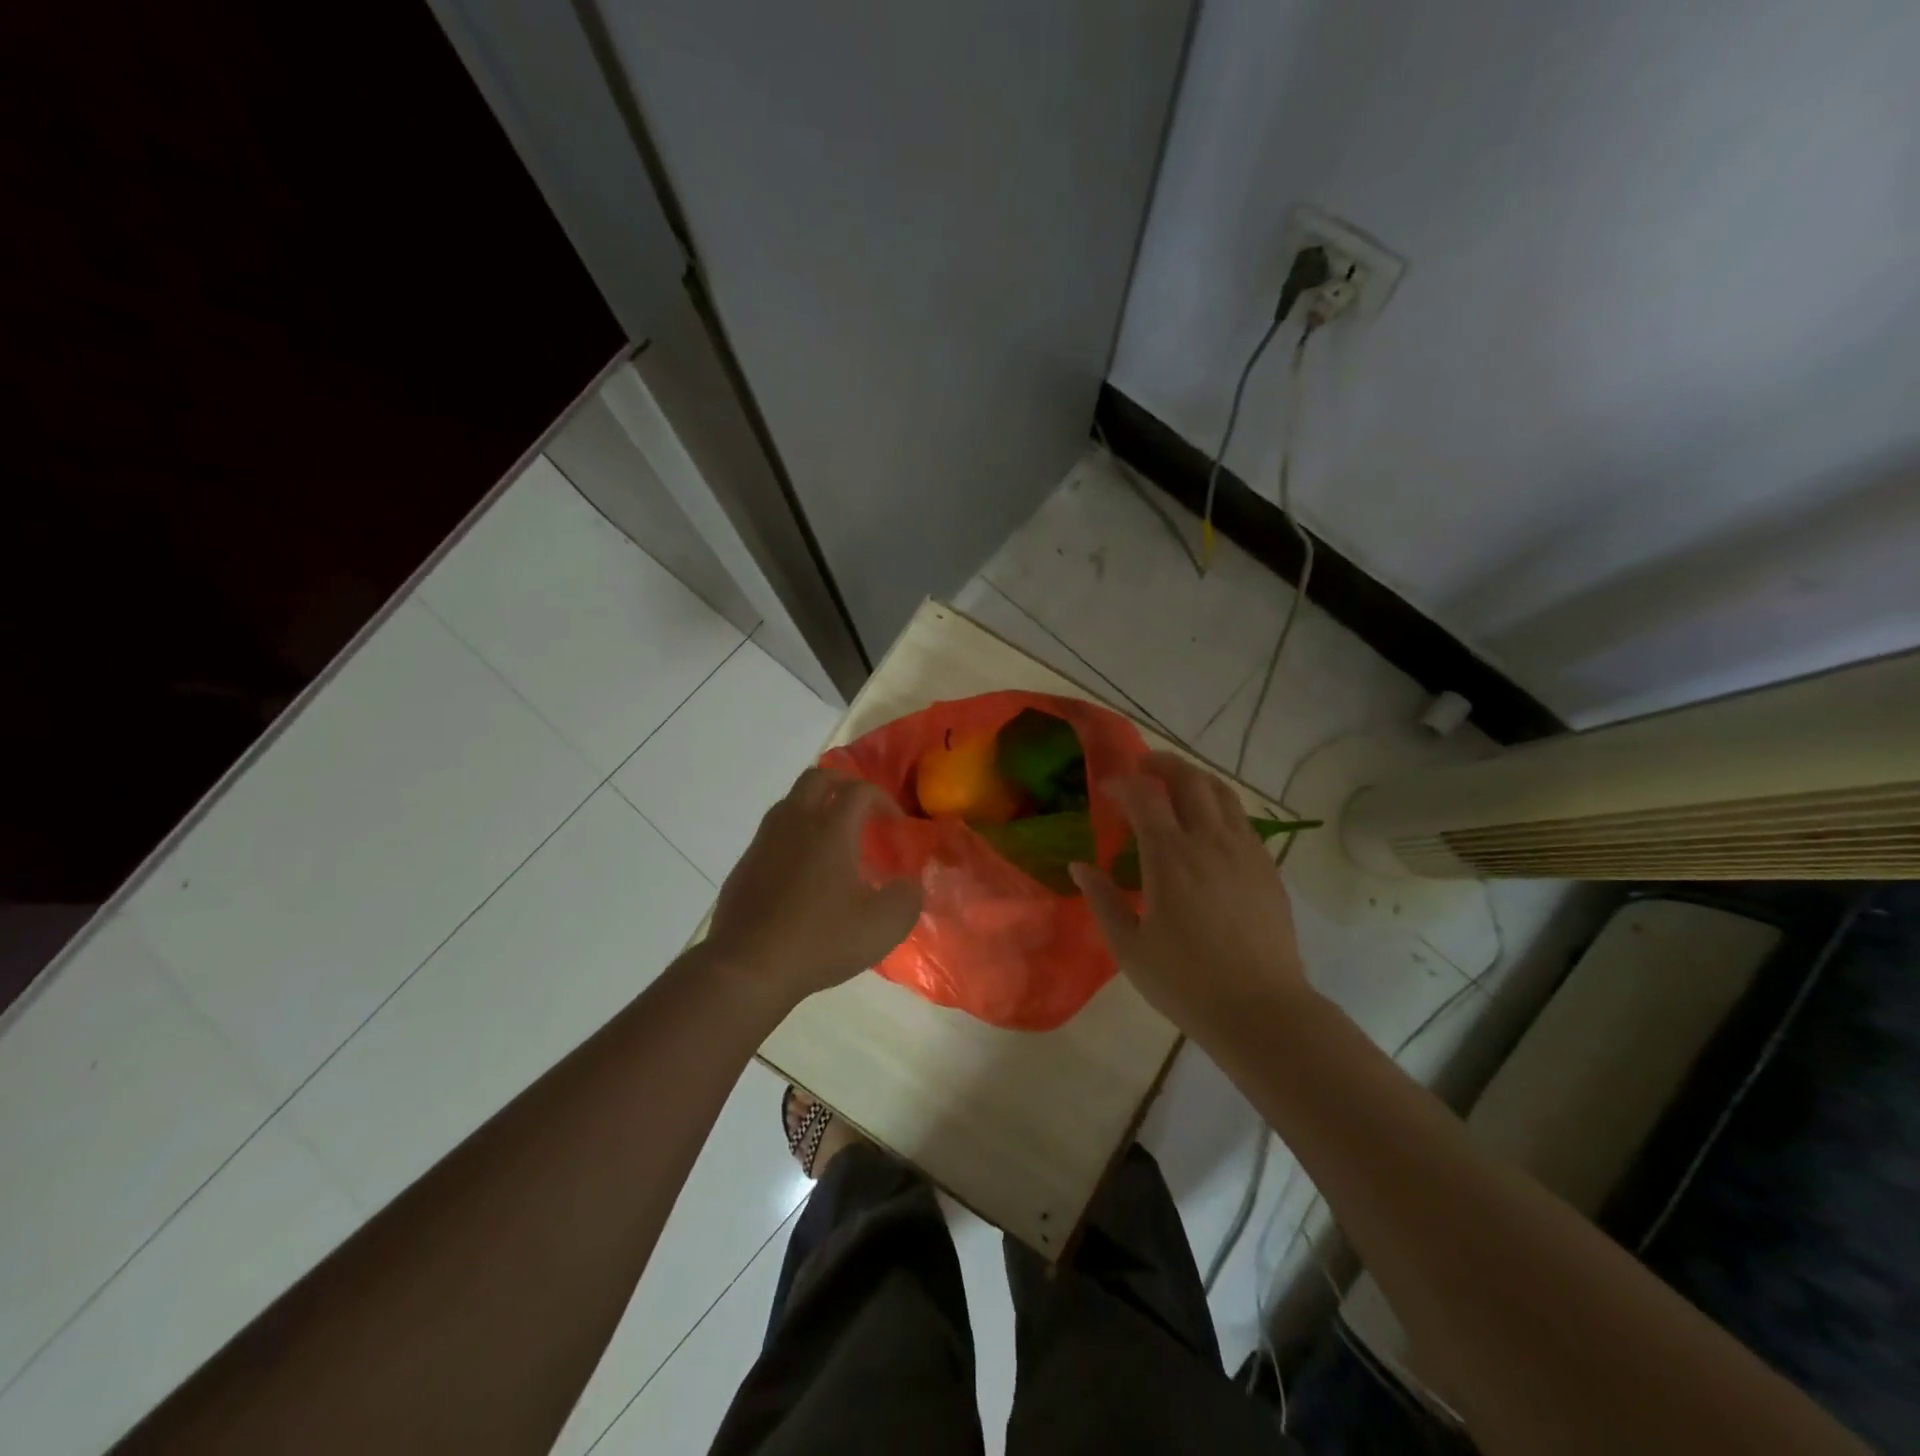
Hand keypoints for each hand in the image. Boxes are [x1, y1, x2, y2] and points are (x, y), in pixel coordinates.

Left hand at [707, 766, 923, 1009]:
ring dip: (816, 807)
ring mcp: (763, 843)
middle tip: (862, 808)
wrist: (747, 969)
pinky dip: (794, 836)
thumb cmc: (820, 941)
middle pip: (818, 778)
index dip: (883, 800)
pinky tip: (804, 872)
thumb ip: (907, 898)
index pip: (859, 791)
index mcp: (830, 829)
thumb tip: (909, 884)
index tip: (896, 825)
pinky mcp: (745, 866)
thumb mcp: (882, 926)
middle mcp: (794, 823)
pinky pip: (773, 834)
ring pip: (790, 802)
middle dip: (844, 784)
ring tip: (834, 838)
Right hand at [1070, 752, 1307, 1038]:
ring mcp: (1245, 851)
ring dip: (1194, 778)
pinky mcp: (1267, 867)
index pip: (1145, 796)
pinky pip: (1241, 819)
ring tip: (1175, 786)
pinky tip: (1207, 828)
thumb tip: (1079, 866)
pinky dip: (1218, 806)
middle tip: (1142, 768)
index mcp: (1171, 858)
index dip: (1123, 784)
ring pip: (1221, 792)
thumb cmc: (1186, 982)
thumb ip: (1103, 900)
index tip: (1107, 789)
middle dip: (1162, 764)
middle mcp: (1210, 842)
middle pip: (1189, 779)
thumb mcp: (1129, 948)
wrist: (1262, 1011)